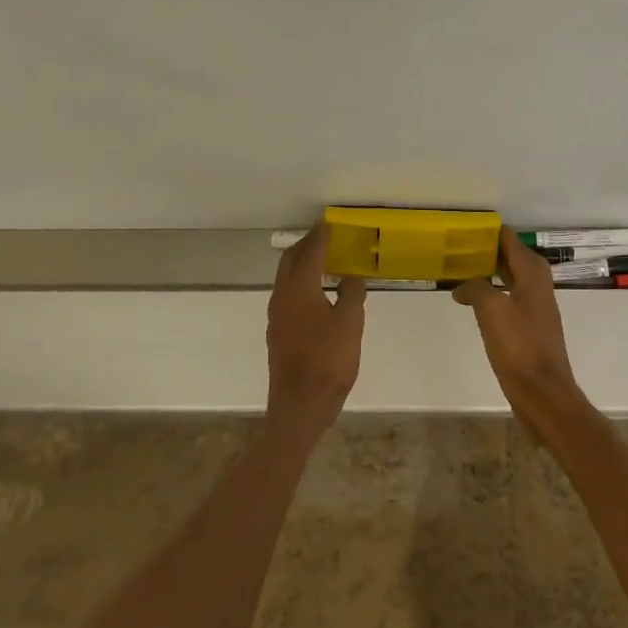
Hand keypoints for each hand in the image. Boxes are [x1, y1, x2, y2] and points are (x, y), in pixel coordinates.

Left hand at [265, 222, 366, 438]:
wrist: (300, 405)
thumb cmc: (328, 360)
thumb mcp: (350, 323)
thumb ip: (351, 294)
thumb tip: (350, 277)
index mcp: (299, 289)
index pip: (310, 253)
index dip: (320, 236)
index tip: (328, 223)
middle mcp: (282, 297)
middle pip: (290, 261)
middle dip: (306, 245)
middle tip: (323, 237)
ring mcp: (277, 316)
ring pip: (287, 279)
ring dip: (302, 265)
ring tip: (322, 261)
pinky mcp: (279, 333)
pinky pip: (289, 296)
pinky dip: (302, 284)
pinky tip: (317, 293)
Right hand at [452, 227, 580, 411]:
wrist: (542, 392)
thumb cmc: (519, 346)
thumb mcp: (491, 310)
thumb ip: (475, 288)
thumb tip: (462, 286)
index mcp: (532, 273)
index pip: (509, 239)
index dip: (488, 231)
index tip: (463, 227)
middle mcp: (537, 284)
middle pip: (509, 257)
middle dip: (485, 250)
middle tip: (455, 246)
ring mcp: (534, 307)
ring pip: (508, 278)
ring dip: (486, 272)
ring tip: (458, 269)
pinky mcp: (528, 327)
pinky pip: (506, 298)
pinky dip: (490, 293)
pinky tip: (471, 301)